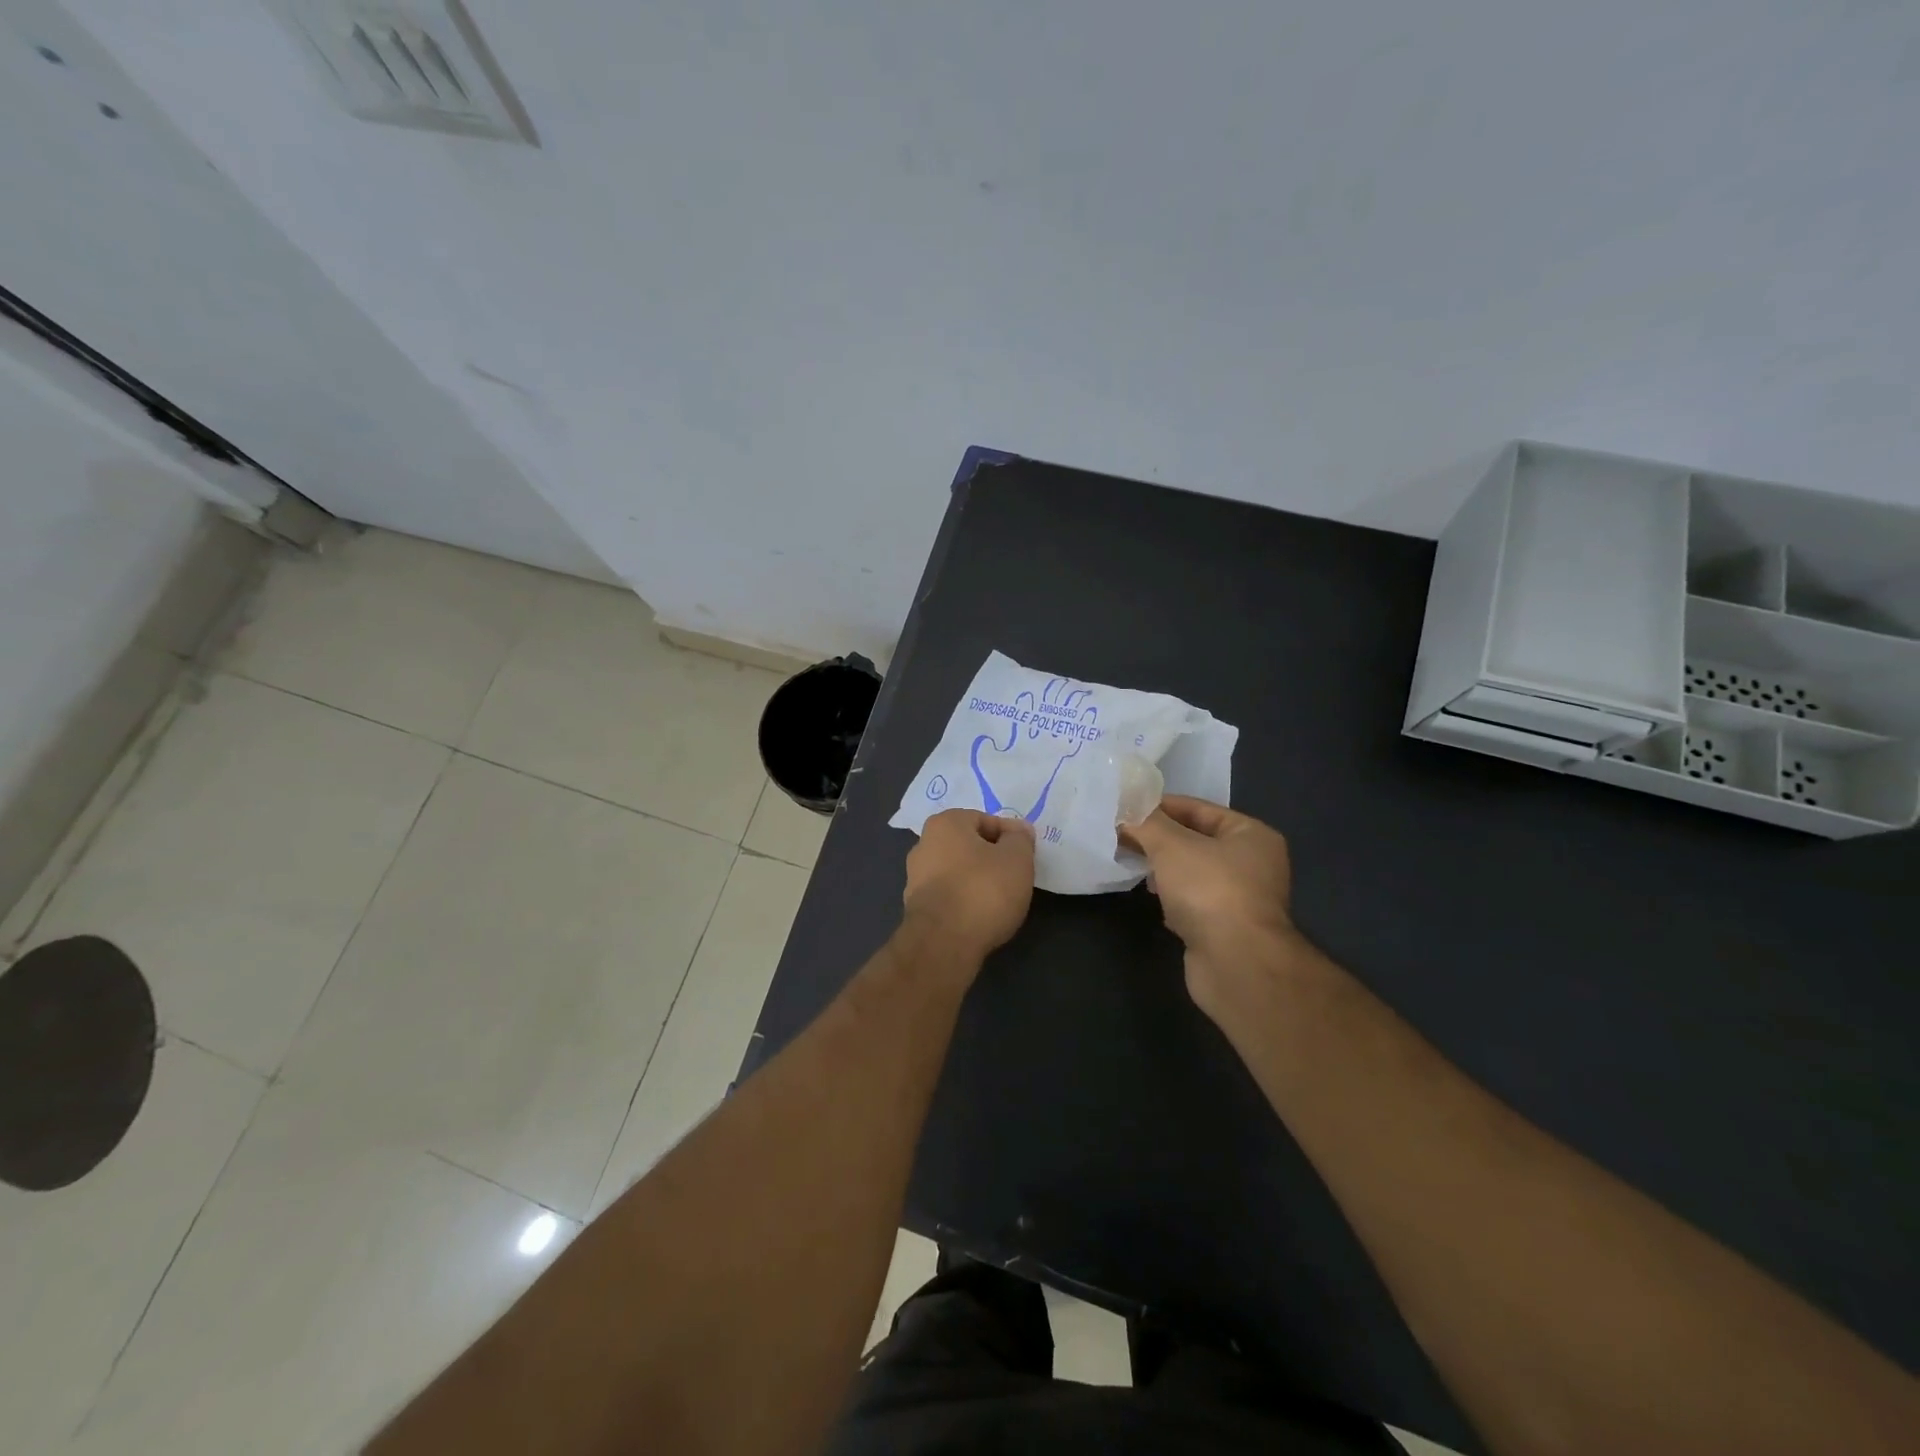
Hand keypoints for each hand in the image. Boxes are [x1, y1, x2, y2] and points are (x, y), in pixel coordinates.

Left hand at [902, 809, 1035, 962]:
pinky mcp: (916, 908)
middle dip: (992, 858)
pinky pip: (949, 896)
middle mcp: (924, 844)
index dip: (1010, 837)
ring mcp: (915, 878)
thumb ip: (1020, 839)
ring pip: (958, 872)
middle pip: (969, 846)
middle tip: (1015, 877)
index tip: (1026, 856)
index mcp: (944, 823)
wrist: (943, 943)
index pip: (985, 820)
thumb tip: (1018, 830)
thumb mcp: (1017, 858)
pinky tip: (980, 916)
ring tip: (1000, 900)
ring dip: (978, 881)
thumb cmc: (983, 890)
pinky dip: (965, 901)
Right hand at [1120, 796, 1300, 1019]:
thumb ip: (1146, 823)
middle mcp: (1252, 864)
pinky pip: (1192, 902)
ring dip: (1163, 869)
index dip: (1161, 806)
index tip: (1126, 808)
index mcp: (1251, 835)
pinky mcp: (1225, 929)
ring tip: (1131, 863)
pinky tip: (1153, 899)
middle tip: (1121, 833)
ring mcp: (1240, 899)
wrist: (1236, 964)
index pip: (1199, 808)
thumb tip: (1125, 808)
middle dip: (1159, 838)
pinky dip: (1172, 898)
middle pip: (1196, 841)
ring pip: (1192, 873)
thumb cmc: (1210, 891)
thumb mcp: (1172, 845)